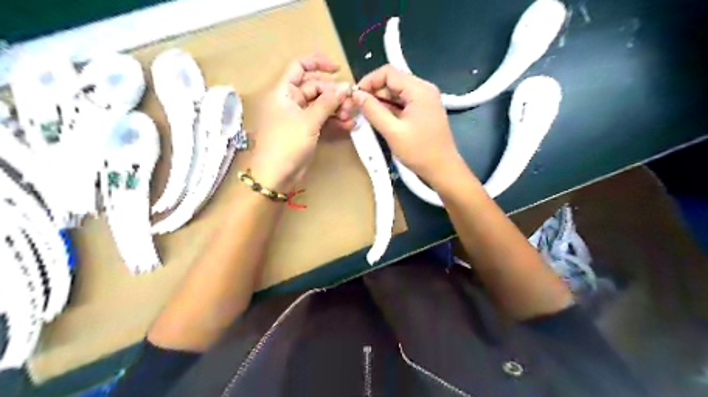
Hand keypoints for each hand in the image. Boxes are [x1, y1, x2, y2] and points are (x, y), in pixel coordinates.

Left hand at [250, 54, 352, 189]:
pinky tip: (348, 126)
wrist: (276, 175)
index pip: (299, 67)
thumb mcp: (309, 120)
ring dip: (337, 109)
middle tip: (350, 104)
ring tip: (351, 117)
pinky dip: (334, 121)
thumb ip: (328, 102)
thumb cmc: (287, 143)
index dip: (318, 63)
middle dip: (334, 94)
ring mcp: (299, 117)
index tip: (338, 69)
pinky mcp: (305, 131)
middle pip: (315, 88)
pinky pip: (321, 120)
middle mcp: (291, 101)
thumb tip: (345, 87)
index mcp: (284, 92)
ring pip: (321, 105)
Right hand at [354, 65, 464, 186]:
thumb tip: (357, 95)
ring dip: (381, 101)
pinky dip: (390, 109)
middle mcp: (424, 90)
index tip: (356, 96)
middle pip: (393, 81)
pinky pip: (403, 103)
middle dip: (374, 92)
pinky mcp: (424, 111)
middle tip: (358, 107)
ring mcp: (425, 101)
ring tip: (367, 114)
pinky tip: (380, 119)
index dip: (369, 81)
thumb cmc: (419, 151)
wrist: (443, 169)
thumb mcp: (392, 132)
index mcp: (419, 90)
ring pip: (397, 93)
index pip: (389, 72)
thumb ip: (373, 111)